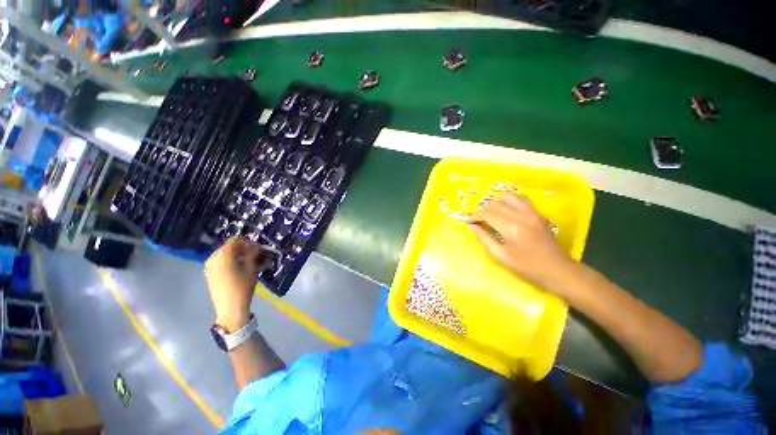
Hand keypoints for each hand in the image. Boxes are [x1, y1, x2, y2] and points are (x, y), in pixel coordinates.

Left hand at [205, 239, 269, 331]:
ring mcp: (209, 266)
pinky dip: (230, 261)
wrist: (230, 308)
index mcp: (223, 255)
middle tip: (254, 255)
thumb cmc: (243, 287)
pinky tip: (239, 268)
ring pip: (225, 255)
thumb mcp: (251, 268)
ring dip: (236, 256)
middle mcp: (213, 258)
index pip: (235, 241)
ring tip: (248, 262)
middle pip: (229, 247)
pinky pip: (221, 261)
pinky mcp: (210, 274)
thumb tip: (254, 244)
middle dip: (242, 249)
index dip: (247, 242)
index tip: (257, 247)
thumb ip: (252, 253)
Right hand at [469, 193, 574, 291]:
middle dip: (483, 211)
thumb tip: (472, 226)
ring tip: (491, 214)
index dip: (475, 216)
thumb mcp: (501, 256)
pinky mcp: (537, 213)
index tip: (469, 222)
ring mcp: (532, 213)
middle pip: (495, 204)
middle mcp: (521, 216)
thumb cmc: (527, 267)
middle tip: (478, 221)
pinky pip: (521, 199)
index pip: (487, 214)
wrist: (557, 269)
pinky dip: (509, 201)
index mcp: (511, 228)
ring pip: (508, 197)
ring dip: (496, 203)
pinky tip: (506, 210)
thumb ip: (485, 238)